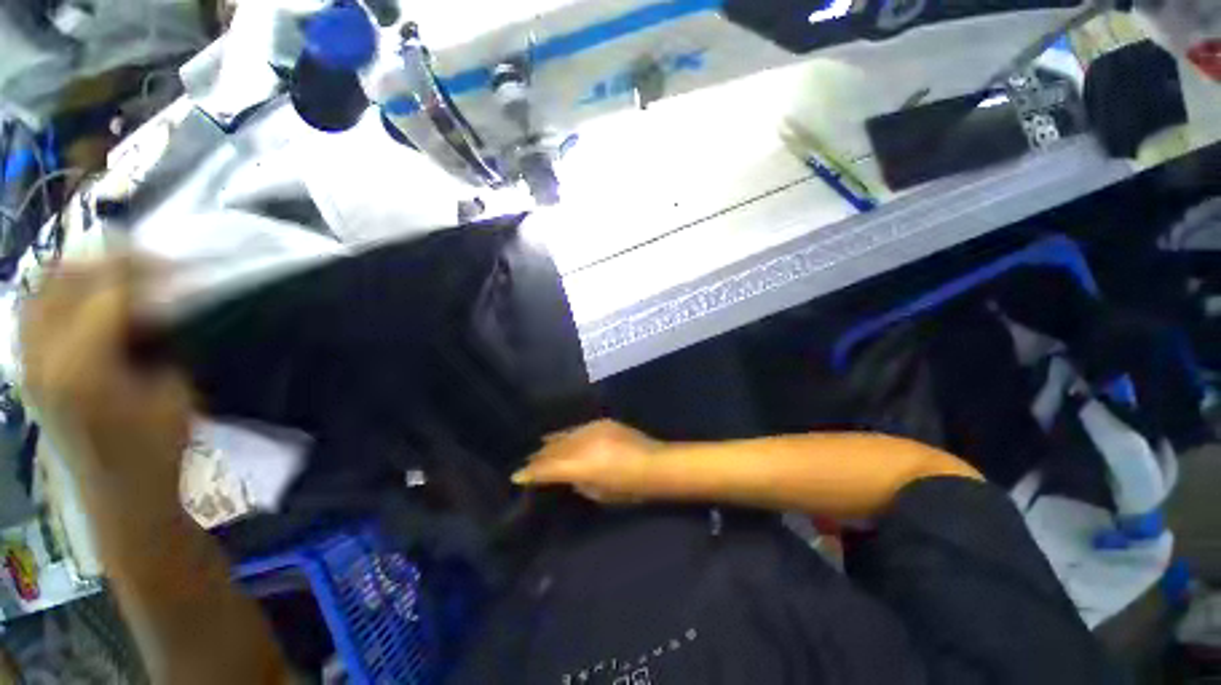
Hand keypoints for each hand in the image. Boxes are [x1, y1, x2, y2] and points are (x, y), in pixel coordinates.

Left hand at [20, 256, 191, 517]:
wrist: (119, 494)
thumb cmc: (156, 448)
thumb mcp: (174, 392)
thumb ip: (161, 343)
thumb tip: (159, 303)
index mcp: (84, 367)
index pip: (107, 292)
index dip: (143, 271)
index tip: (177, 267)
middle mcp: (44, 358)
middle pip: (65, 282)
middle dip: (108, 263)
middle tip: (147, 265)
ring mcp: (29, 364)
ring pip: (41, 291)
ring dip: (79, 274)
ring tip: (115, 274)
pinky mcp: (28, 370)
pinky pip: (34, 312)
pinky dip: (58, 294)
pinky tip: (85, 299)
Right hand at [512, 420, 663, 503]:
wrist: (655, 464)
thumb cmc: (629, 488)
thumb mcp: (599, 493)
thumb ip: (579, 483)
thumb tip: (568, 476)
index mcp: (581, 466)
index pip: (548, 468)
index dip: (531, 472)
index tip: (517, 476)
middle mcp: (583, 444)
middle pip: (554, 449)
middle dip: (539, 456)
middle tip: (527, 461)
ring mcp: (592, 429)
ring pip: (565, 436)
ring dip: (551, 443)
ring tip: (540, 446)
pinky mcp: (602, 422)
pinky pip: (578, 428)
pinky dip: (568, 434)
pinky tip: (563, 436)